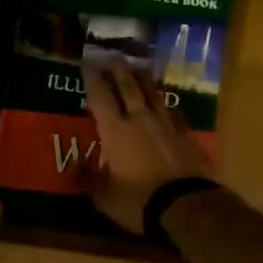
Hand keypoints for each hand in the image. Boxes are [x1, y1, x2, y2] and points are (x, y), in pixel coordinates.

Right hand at [85, 65, 217, 233]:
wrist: (187, 205)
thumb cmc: (138, 200)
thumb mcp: (105, 196)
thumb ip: (89, 178)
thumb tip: (75, 167)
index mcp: (115, 130)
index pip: (100, 96)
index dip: (93, 78)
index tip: (88, 64)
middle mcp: (140, 119)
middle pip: (128, 86)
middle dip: (119, 70)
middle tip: (113, 57)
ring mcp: (167, 124)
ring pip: (153, 93)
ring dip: (144, 80)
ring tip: (138, 69)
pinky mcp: (187, 135)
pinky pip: (174, 112)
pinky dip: (166, 104)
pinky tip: (166, 103)